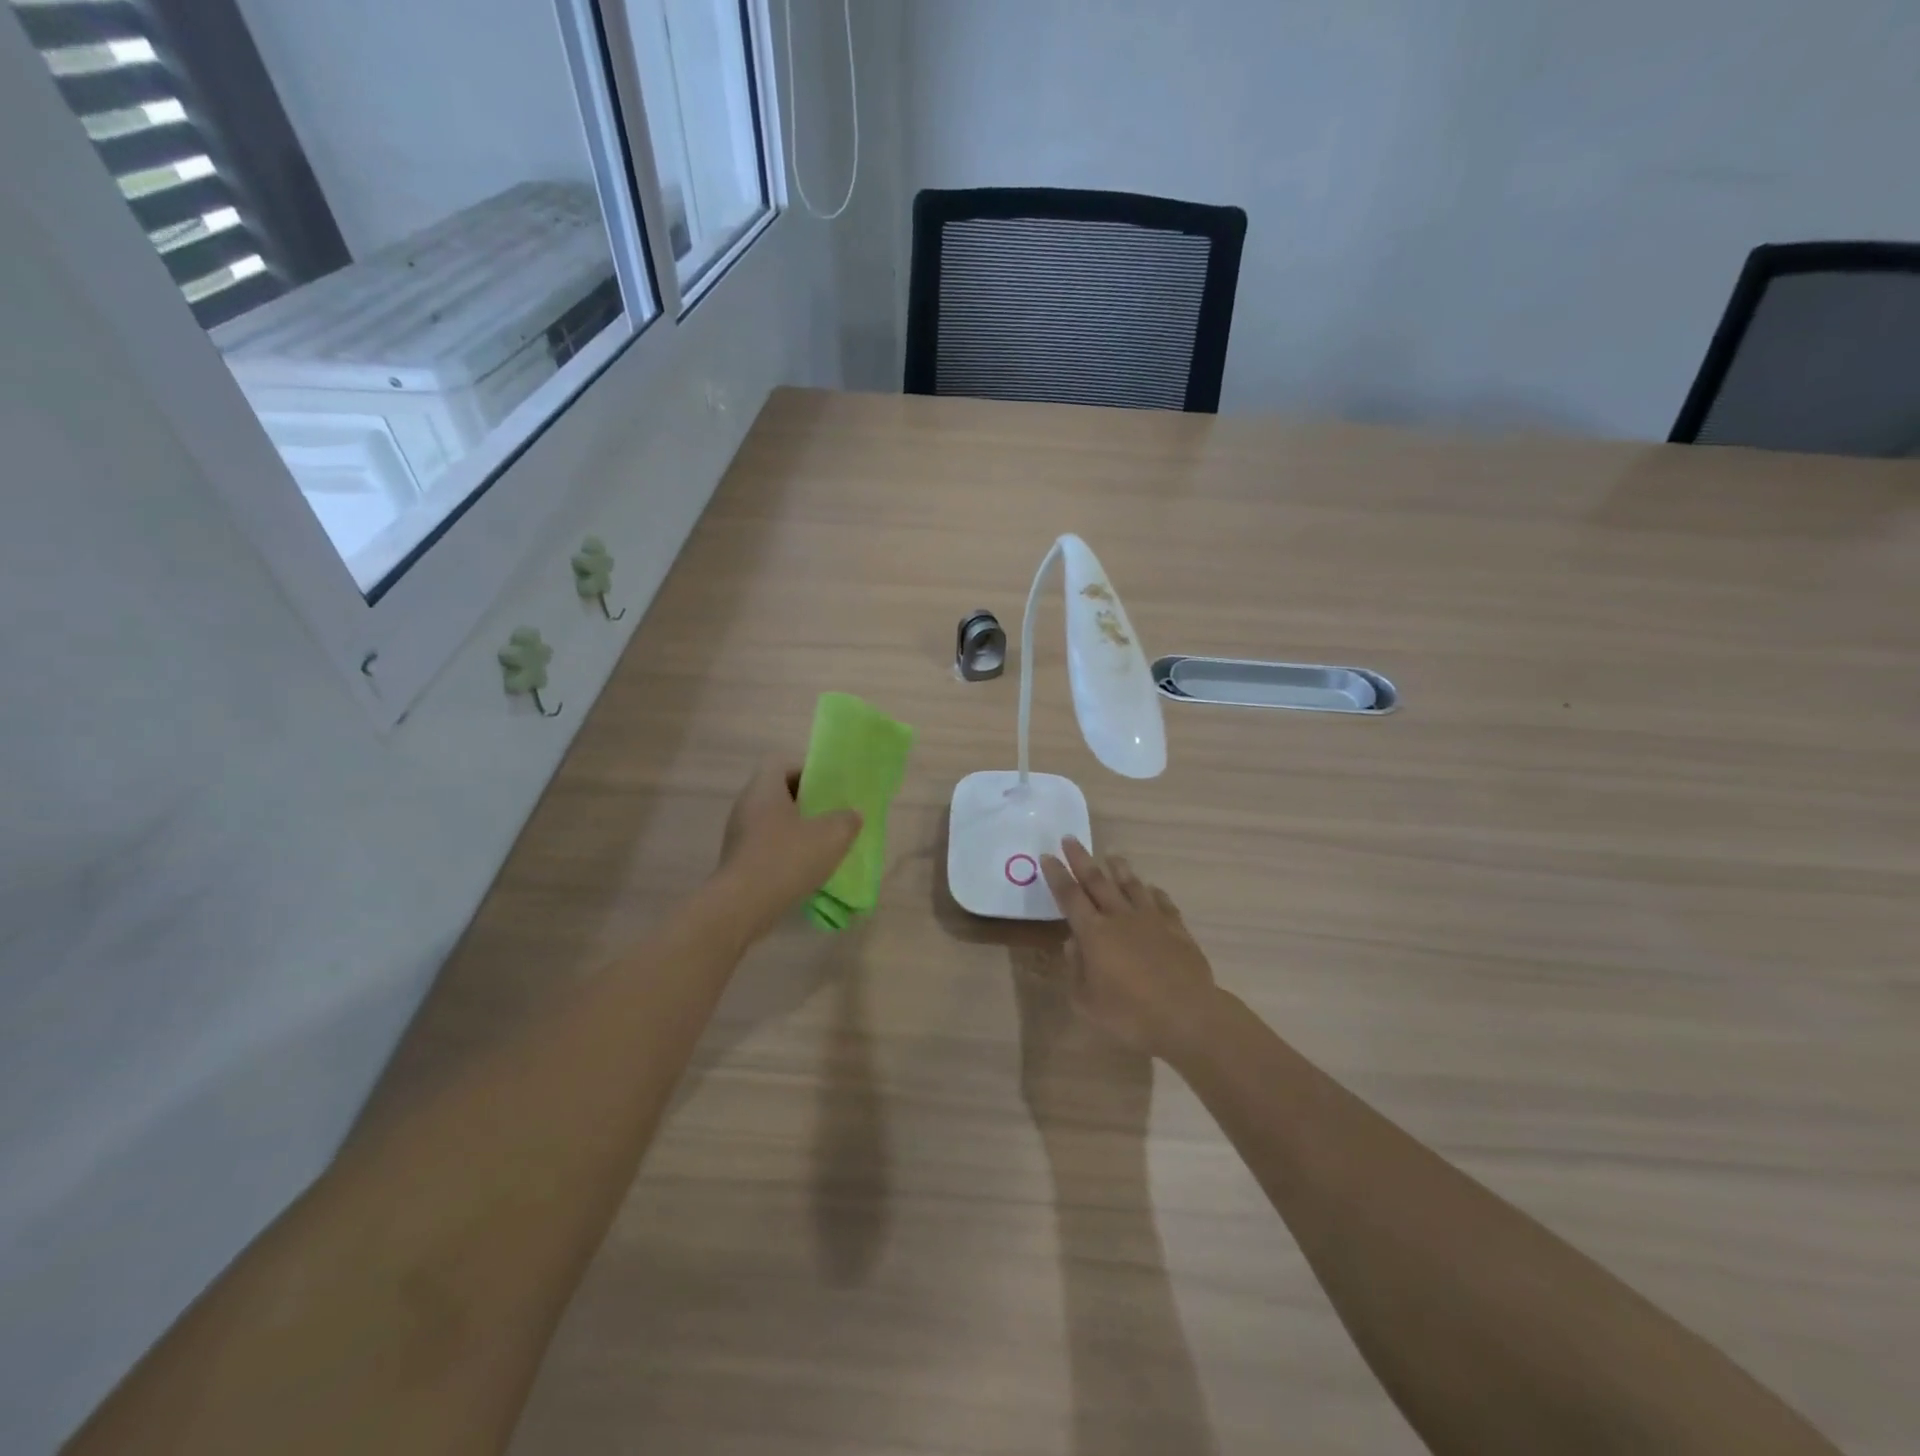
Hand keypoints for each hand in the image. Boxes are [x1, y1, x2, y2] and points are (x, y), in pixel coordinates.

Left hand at [714, 756, 861, 940]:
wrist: (743, 906)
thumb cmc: (787, 858)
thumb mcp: (832, 836)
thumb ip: (847, 820)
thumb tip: (851, 814)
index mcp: (764, 788)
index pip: (781, 764)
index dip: (805, 771)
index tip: (827, 789)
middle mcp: (746, 805)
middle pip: (777, 793)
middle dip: (805, 803)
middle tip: (830, 816)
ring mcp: (738, 834)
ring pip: (772, 821)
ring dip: (795, 830)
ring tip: (822, 845)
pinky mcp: (737, 860)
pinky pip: (765, 846)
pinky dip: (784, 852)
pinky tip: (804, 870)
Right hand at [1039, 838, 1218, 1060]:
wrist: (1187, 1016)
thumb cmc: (1130, 1014)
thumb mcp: (1087, 1002)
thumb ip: (1075, 969)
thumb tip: (1072, 943)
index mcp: (1094, 933)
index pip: (1069, 896)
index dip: (1057, 875)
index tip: (1048, 856)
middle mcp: (1120, 917)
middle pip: (1097, 881)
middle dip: (1081, 859)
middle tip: (1070, 838)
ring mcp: (1151, 920)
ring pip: (1132, 885)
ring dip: (1119, 869)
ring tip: (1112, 856)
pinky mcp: (1176, 929)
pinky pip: (1163, 903)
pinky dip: (1154, 892)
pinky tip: (1152, 889)